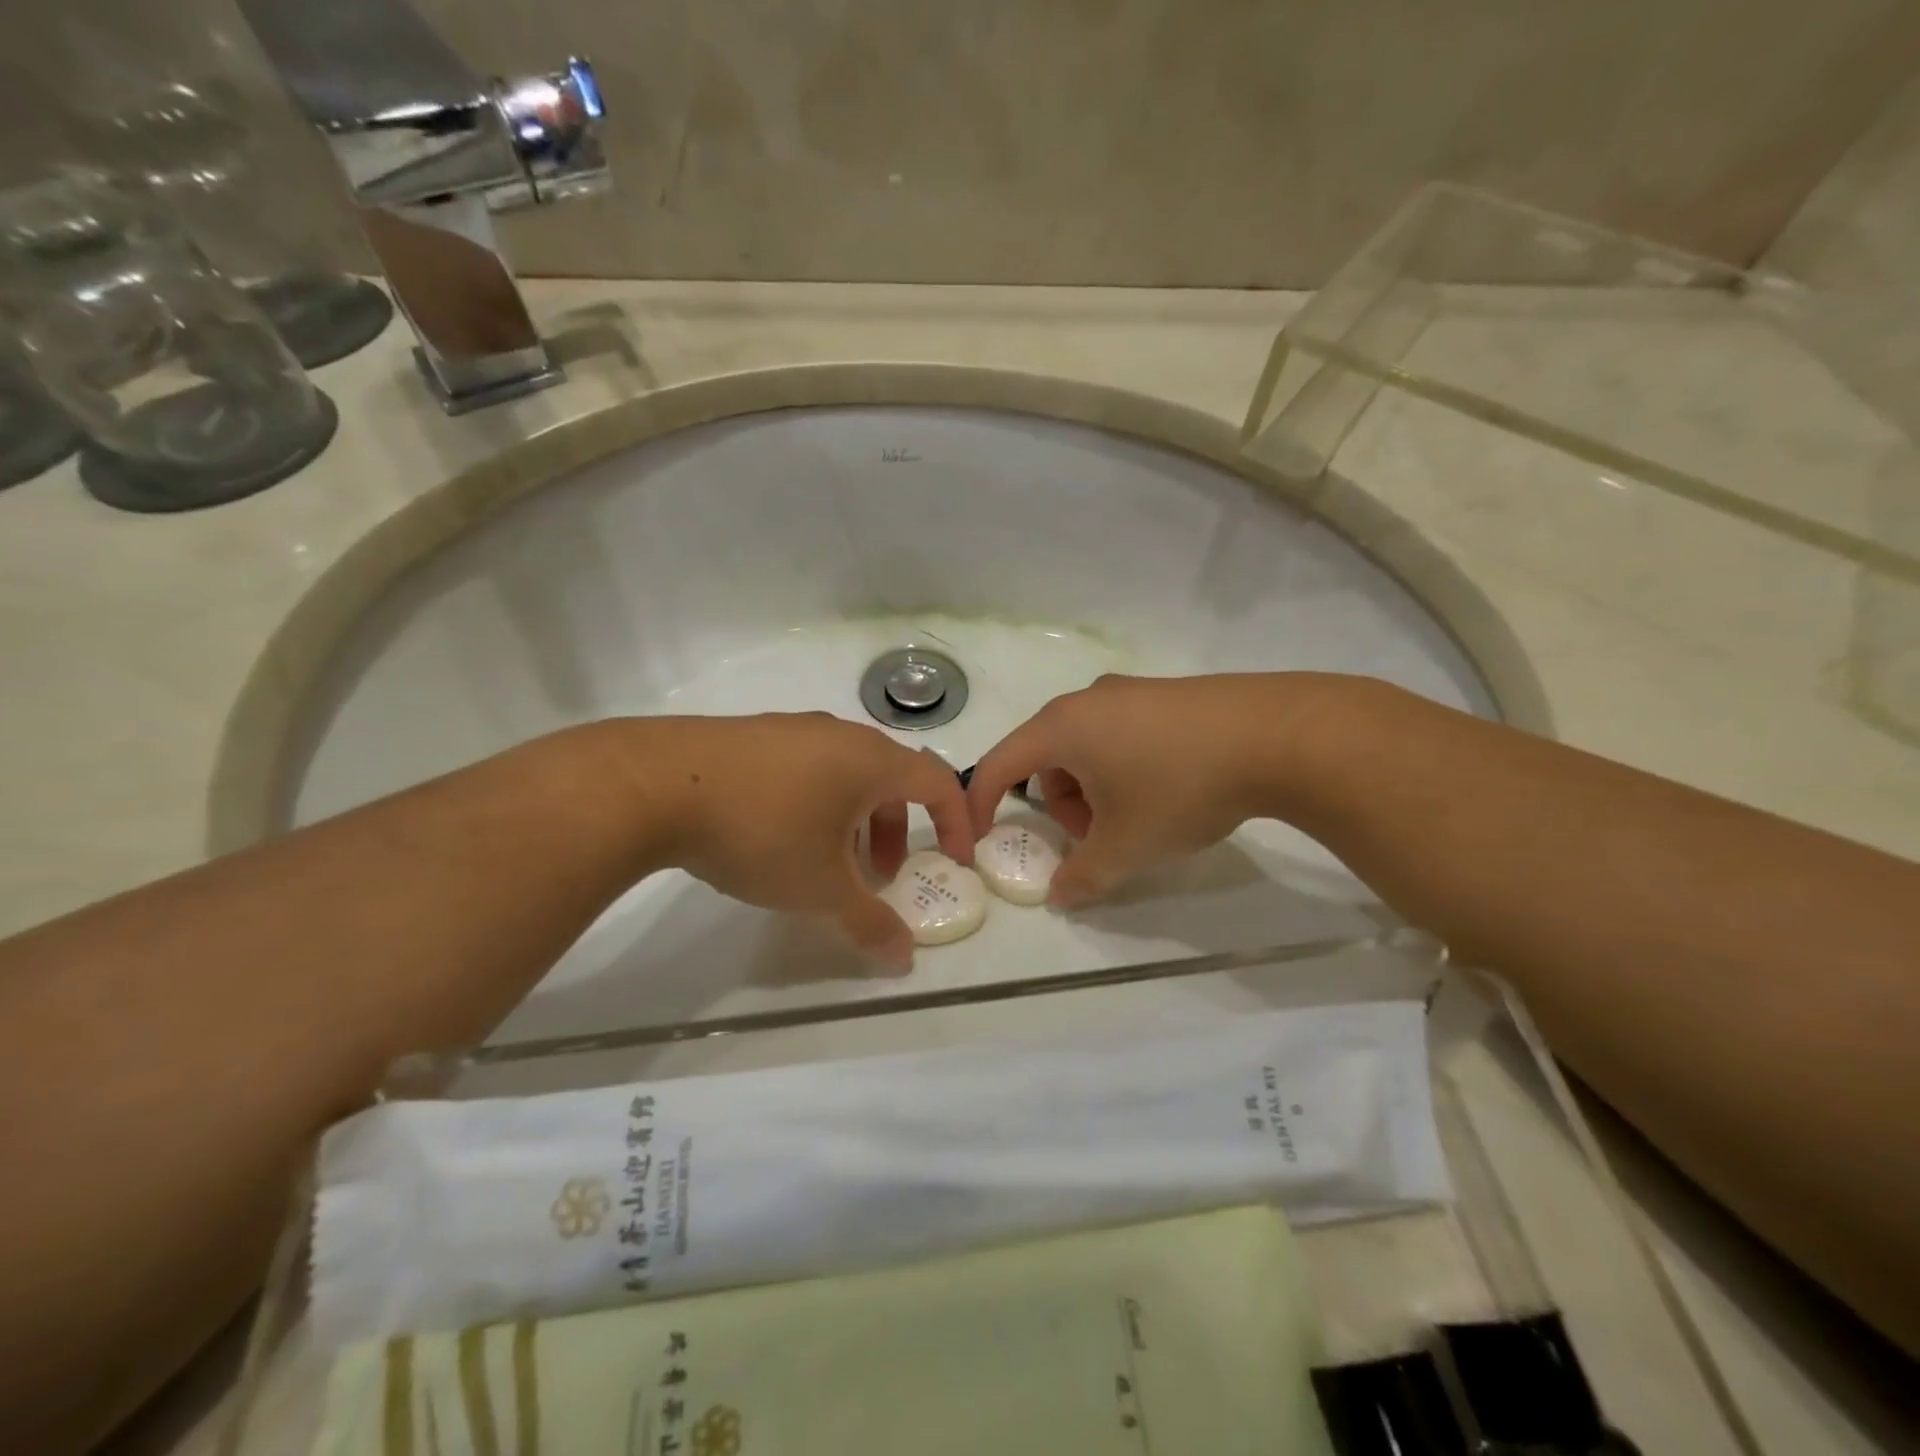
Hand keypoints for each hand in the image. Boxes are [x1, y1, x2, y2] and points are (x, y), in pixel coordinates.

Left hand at [649, 713, 973, 967]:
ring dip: (853, 820)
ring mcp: (792, 729)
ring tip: (823, 863)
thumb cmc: (762, 831)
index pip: (937, 782)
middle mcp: (839, 735)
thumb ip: (868, 922)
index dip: (954, 822)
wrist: (655, 783)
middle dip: (893, 831)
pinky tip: (776, 837)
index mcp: (871, 760)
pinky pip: (806, 768)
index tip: (955, 860)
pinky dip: (816, 803)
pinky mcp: (751, 735)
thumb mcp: (820, 888)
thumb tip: (902, 958)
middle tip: (876, 877)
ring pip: (845, 774)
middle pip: (889, 780)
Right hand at [964, 674, 1355, 905]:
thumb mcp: (1126, 846)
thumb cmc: (1178, 788)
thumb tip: (1060, 896)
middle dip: (1059, 806)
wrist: (1275, 735)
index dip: (982, 804)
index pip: (1000, 764)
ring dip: (1092, 790)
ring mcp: (1129, 691)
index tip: (983, 838)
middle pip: (1046, 758)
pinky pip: (1120, 734)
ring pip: (1085, 747)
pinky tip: (1166, 790)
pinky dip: (1121, 769)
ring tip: (1136, 820)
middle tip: (1096, 838)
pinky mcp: (1165, 694)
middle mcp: (1086, 700)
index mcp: (1061, 728)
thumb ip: (1083, 876)